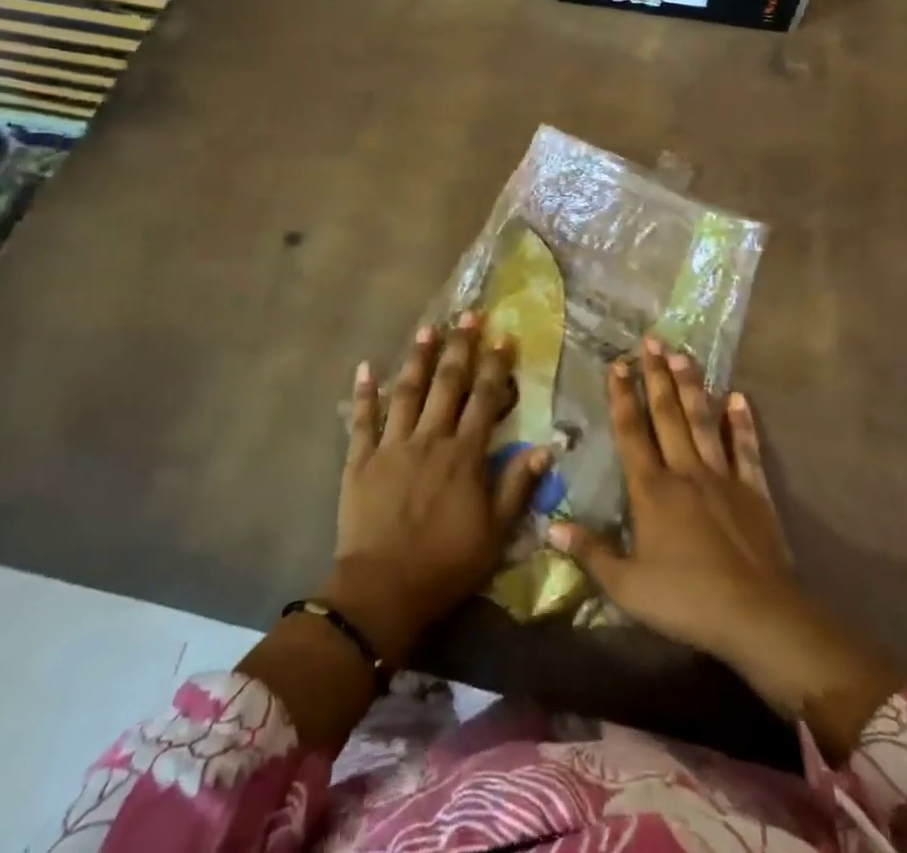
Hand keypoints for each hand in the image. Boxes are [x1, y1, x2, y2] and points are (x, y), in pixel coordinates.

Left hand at [324, 312, 548, 664]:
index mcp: (464, 455)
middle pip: (447, 384)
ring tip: (428, 328)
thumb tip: (545, 448)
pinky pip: (362, 419)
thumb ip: (517, 487)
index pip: (484, 399)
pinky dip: (364, 392)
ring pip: (407, 391)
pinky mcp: (360, 459)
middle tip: (468, 315)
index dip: (495, 366)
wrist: (382, 592)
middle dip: (460, 347)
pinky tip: (366, 366)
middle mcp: (430, 439)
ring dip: (418, 357)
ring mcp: (392, 445)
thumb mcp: (495, 534)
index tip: (504, 337)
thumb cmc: (445, 565)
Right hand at [550, 339, 901, 755]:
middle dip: (656, 376)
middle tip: (651, 340)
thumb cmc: (686, 600)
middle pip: (667, 414)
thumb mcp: (627, 585)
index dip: (622, 397)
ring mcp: (722, 477)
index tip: (617, 364)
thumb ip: (590, 552)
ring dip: (692, 386)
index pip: (631, 432)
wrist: (756, 616)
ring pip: (703, 421)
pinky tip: (739, 397)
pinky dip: (741, 423)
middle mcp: (685, 471)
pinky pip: (745, 449)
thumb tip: (551, 525)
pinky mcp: (753, 490)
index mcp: (652, 490)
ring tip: (683, 354)